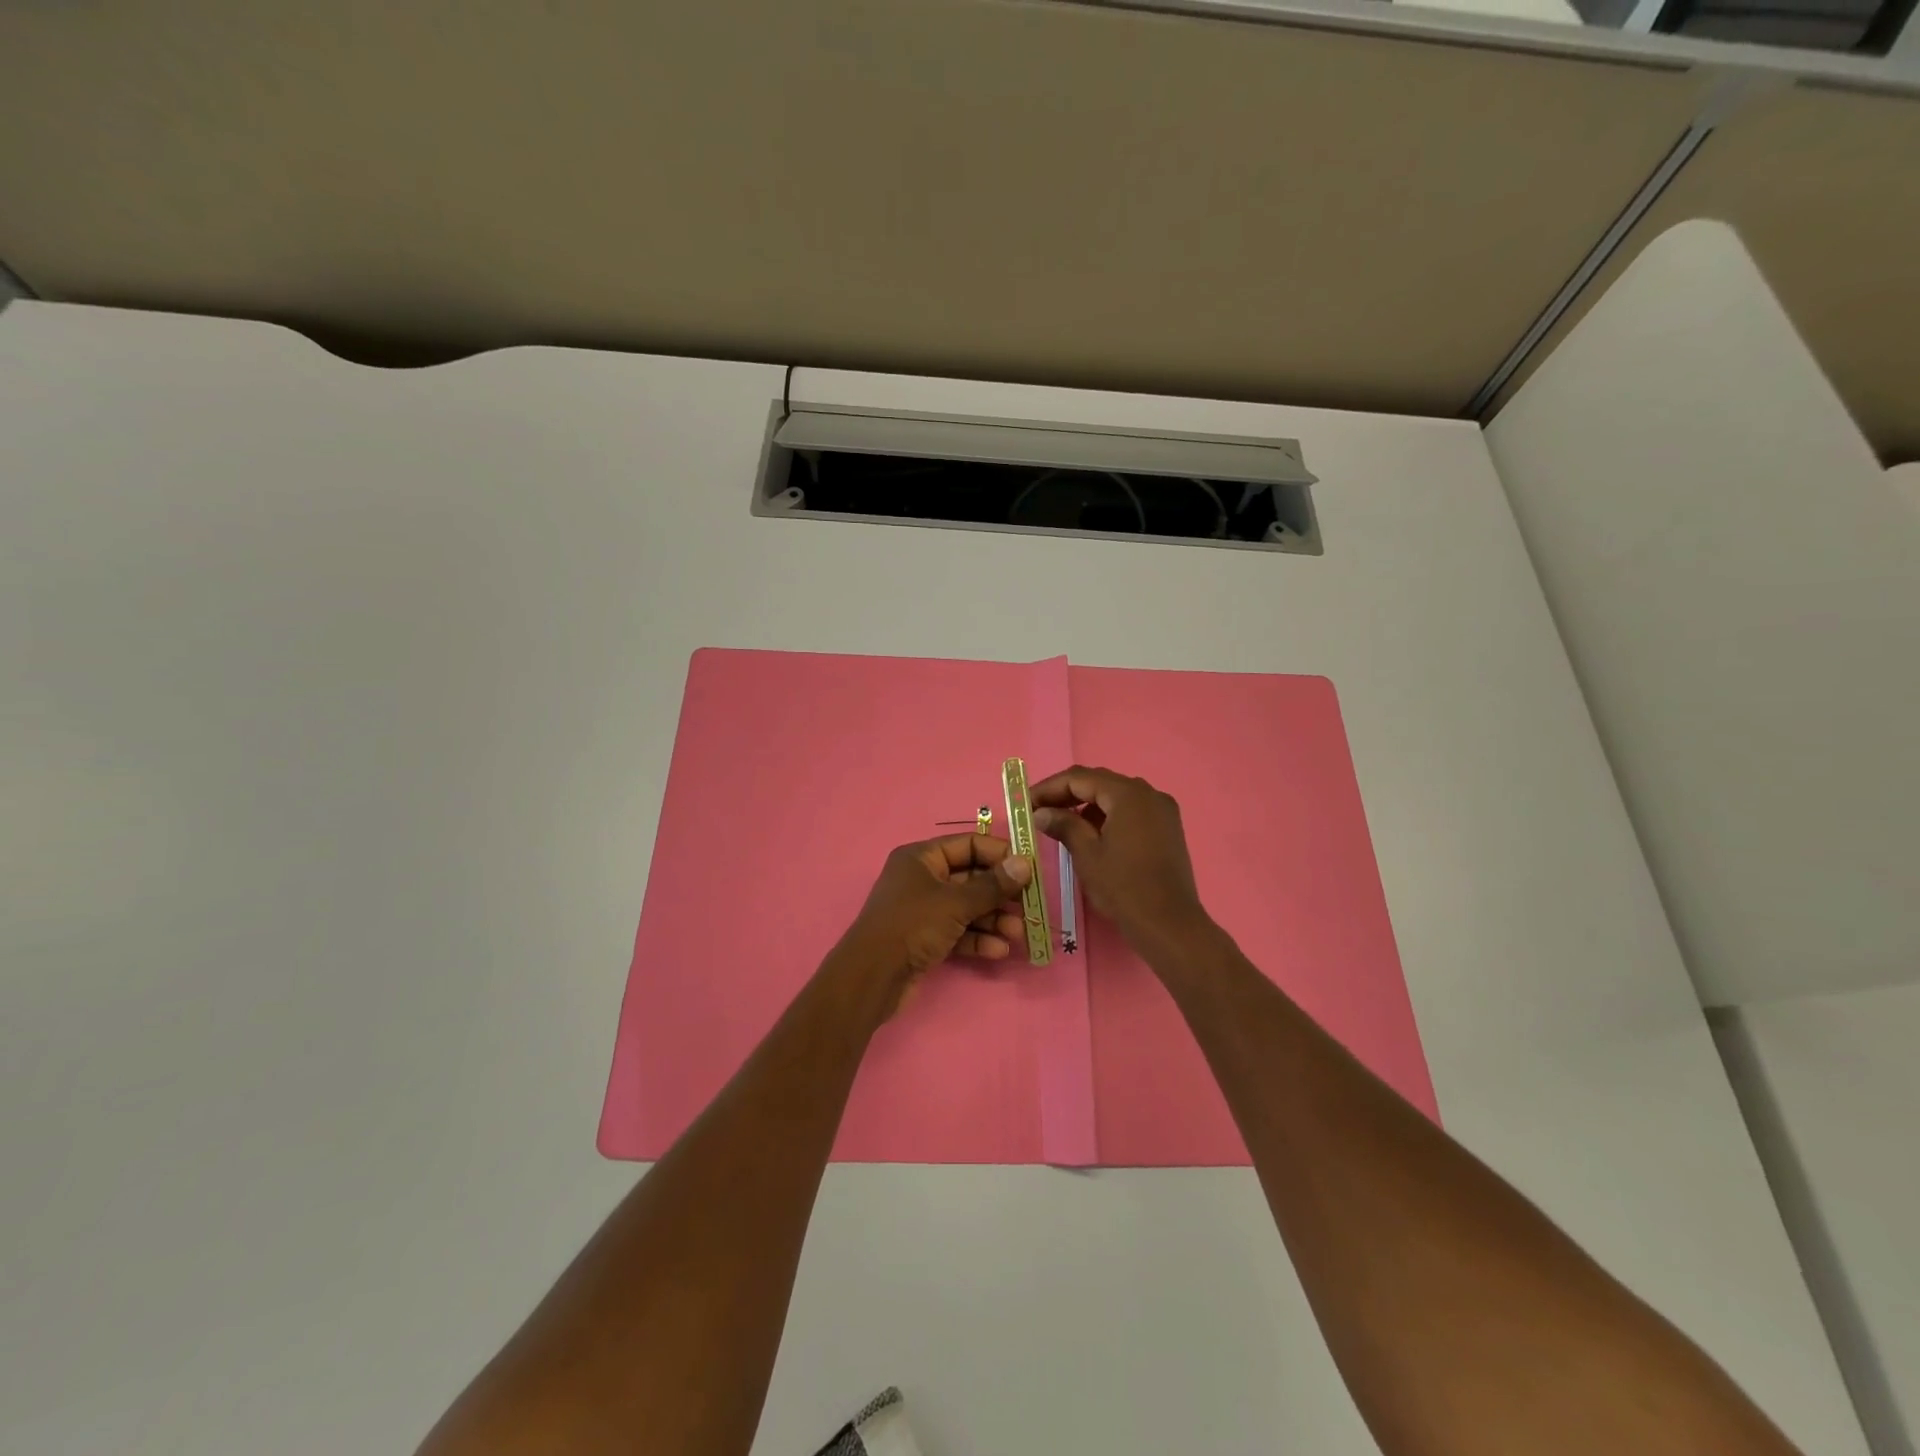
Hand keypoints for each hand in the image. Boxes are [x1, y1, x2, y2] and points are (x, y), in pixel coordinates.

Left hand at [835, 834, 1033, 1012]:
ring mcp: (924, 910)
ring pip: (967, 908)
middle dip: (1000, 894)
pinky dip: (978, 939)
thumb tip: (1025, 864)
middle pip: (971, 878)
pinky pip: (959, 932)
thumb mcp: (955, 902)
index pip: (968, 845)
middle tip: (1029, 905)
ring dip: (994, 919)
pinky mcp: (926, 939)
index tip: (1029, 869)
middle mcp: (922, 879)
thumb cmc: (912, 925)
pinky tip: (999, 951)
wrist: (872, 977)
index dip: (999, 854)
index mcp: (922, 858)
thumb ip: (992, 885)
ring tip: (1018, 933)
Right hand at [1031, 766, 1208, 946]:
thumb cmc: (1124, 887)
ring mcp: (1162, 810)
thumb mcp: (1087, 855)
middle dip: (1067, 793)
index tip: (1026, 802)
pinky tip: (1091, 833)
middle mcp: (1149, 793)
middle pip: (1100, 782)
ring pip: (1116, 796)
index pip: (1080, 778)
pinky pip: (1131, 810)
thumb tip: (1042, 812)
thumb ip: (1064, 825)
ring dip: (1087, 805)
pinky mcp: (1167, 828)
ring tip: (1060, 822)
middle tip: (1039, 809)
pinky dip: (1108, 815)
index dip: (1049, 787)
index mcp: (1128, 794)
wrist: (1169, 925)